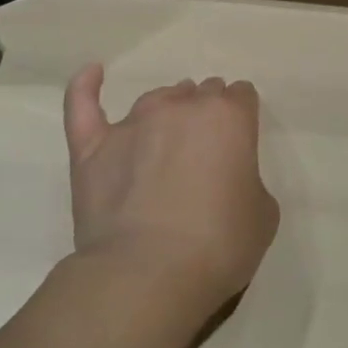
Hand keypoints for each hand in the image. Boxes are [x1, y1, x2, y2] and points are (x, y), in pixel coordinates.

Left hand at [61, 66, 279, 318]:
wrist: (148, 275)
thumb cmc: (219, 245)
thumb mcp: (263, 214)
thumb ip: (248, 180)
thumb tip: (228, 178)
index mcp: (228, 117)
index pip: (241, 96)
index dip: (242, 118)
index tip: (240, 143)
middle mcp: (182, 108)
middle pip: (201, 93)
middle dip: (207, 114)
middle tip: (206, 151)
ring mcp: (133, 123)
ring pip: (157, 99)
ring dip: (168, 111)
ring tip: (168, 137)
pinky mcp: (92, 147)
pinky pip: (84, 105)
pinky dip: (86, 87)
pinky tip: (92, 73)